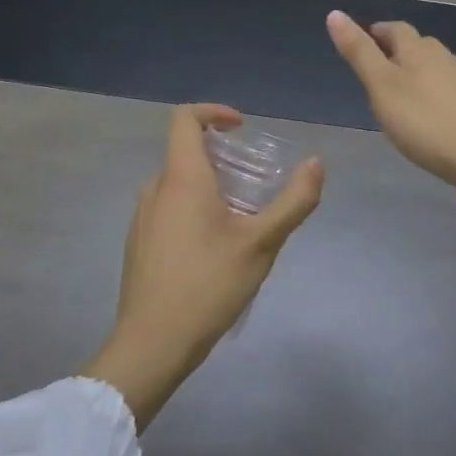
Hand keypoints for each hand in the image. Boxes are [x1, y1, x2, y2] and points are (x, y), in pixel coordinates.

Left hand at [83, 104, 322, 429]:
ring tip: (242, 220)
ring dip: (210, 187)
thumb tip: (316, 163)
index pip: (185, 118)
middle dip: (223, 158)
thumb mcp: (262, 243)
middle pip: (186, 153)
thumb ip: (293, 201)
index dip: (214, 112)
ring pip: (178, 184)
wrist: (152, 344)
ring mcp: (142, 217)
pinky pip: (168, 209)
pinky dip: (194, 209)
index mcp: (182, 179)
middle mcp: (156, 189)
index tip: (242, 128)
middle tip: (256, 184)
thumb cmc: (209, 286)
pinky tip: (215, 249)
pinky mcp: (139, 243)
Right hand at [327, 10, 455, 237]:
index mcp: (418, 48)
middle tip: (373, 74)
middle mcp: (443, 56)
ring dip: (413, 73)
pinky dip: (430, 93)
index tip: (360, 47)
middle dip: (393, 52)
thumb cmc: (425, 122)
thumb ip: (359, 52)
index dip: (374, 34)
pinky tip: (426, 114)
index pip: (393, 29)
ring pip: (431, 66)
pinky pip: (445, 88)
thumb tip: (334, 13)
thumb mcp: (382, 87)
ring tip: (396, 95)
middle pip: (415, 45)